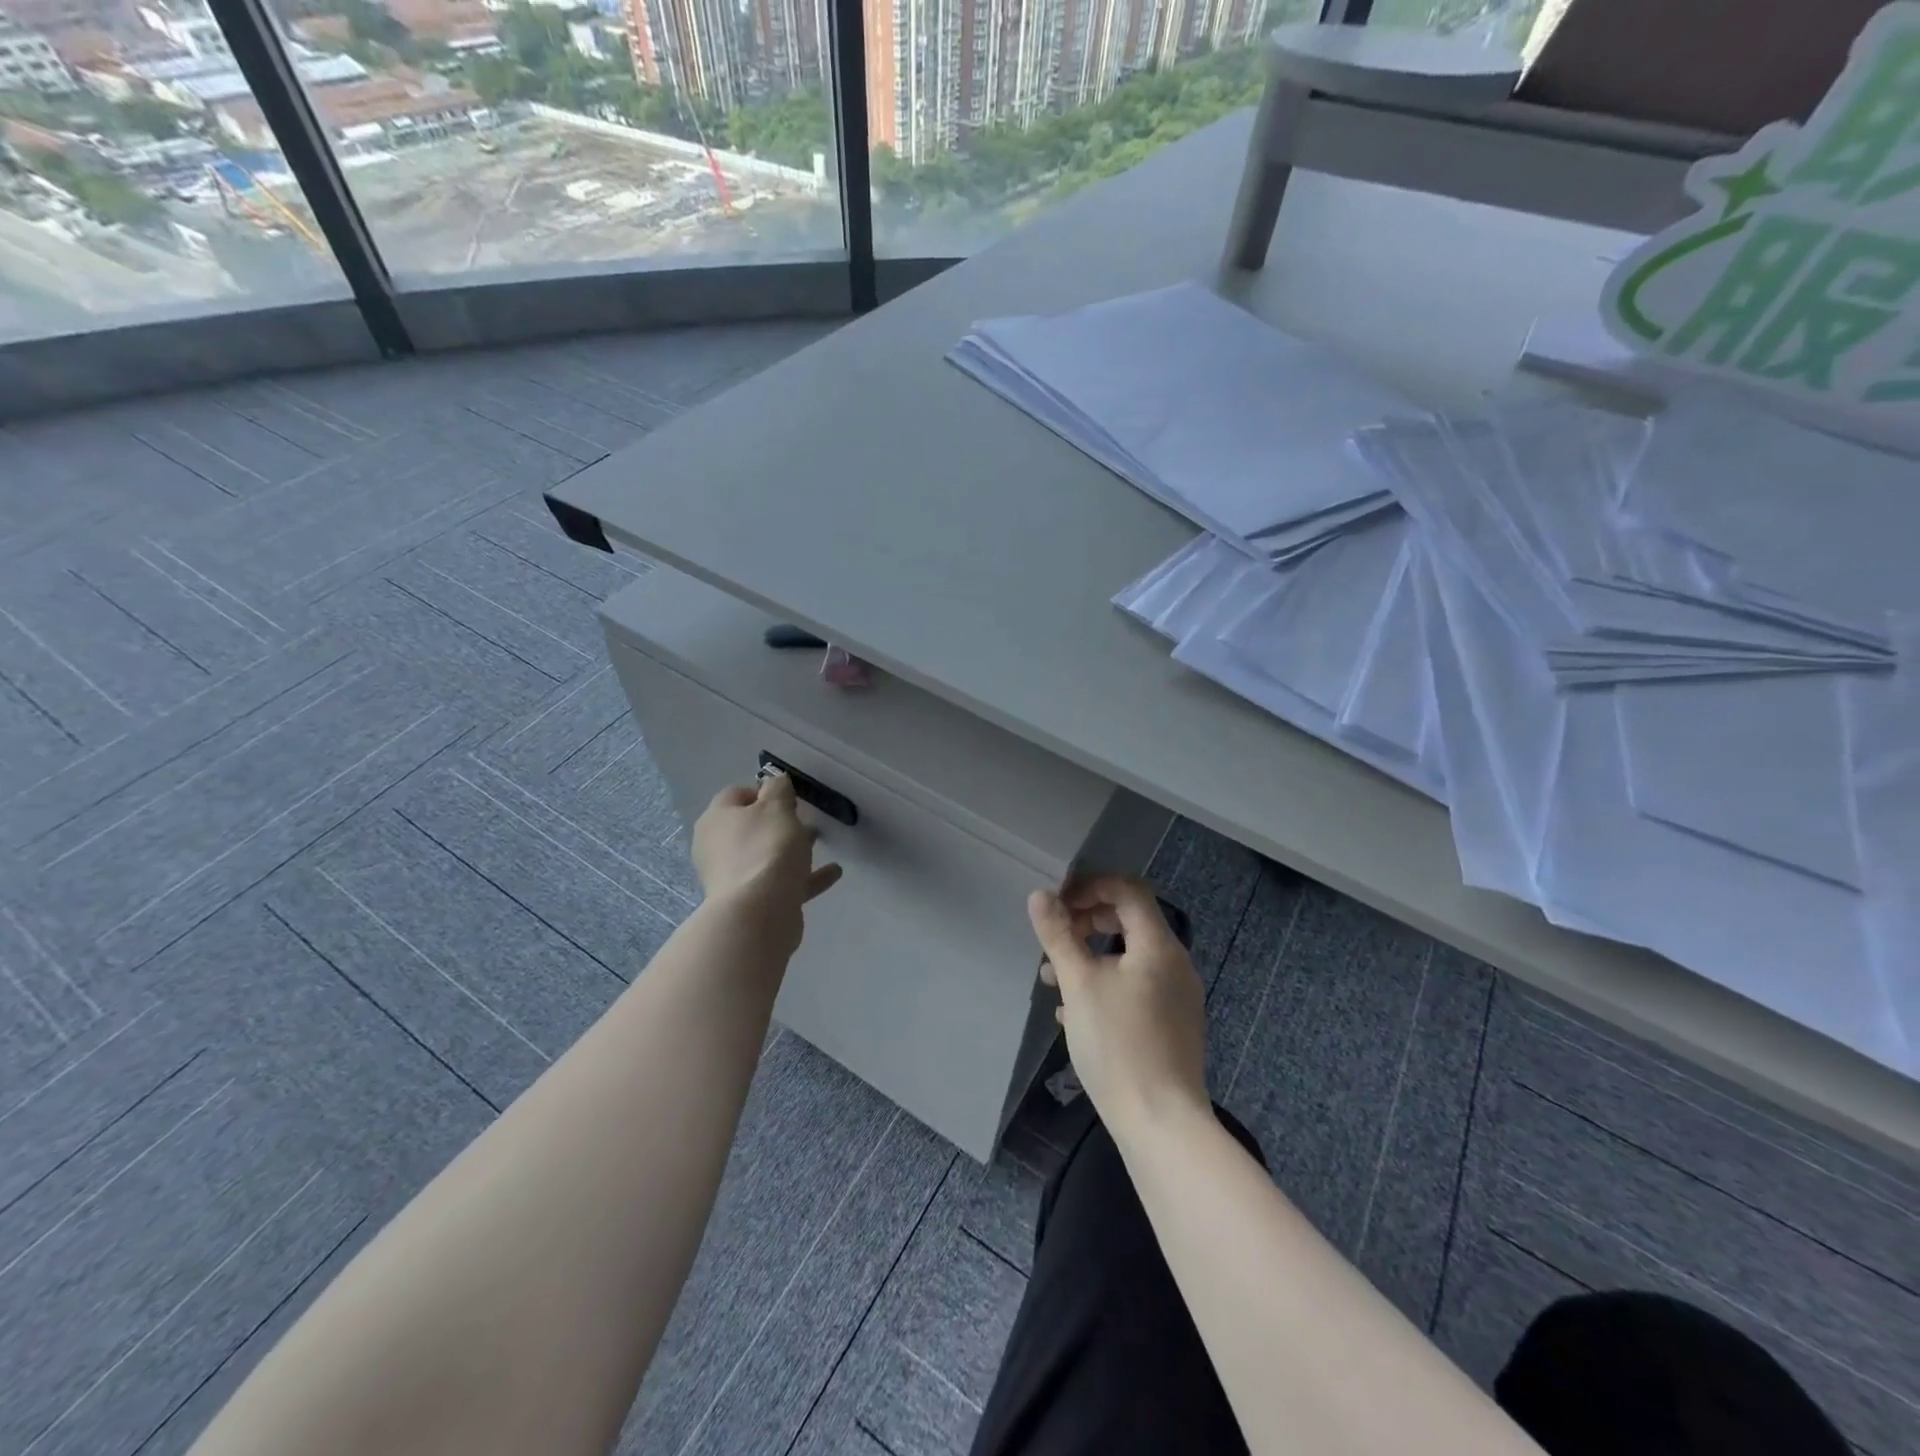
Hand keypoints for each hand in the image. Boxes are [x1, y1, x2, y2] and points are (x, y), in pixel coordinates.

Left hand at [692, 772, 842, 952]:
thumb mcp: (777, 808)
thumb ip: (778, 789)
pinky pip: (781, 882)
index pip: (736, 794)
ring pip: (765, 855)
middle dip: (778, 822)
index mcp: (717, 820)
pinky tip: (833, 872)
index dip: (763, 791)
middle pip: (749, 827)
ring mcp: (733, 877)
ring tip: (820, 842)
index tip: (789, 796)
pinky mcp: (752, 902)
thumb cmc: (766, 849)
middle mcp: (718, 847)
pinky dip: (804, 876)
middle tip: (804, 818)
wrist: (758, 913)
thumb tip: (775, 782)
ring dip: (791, 848)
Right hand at [1029, 876, 1208, 1140]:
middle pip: (1130, 921)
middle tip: (1055, 940)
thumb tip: (1040, 895)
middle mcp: (1175, 964)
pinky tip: (1074, 1013)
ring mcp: (1178, 997)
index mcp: (1159, 945)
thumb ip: (1059, 935)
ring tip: (1054, 979)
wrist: (1161, 1124)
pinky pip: (1137, 987)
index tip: (1057, 904)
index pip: (1128, 890)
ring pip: (1130, 957)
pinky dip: (1106, 984)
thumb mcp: (1078, 984)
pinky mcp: (1173, 1025)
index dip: (1091, 887)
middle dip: (1087, 923)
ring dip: (1091, 957)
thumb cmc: (1118, 1045)